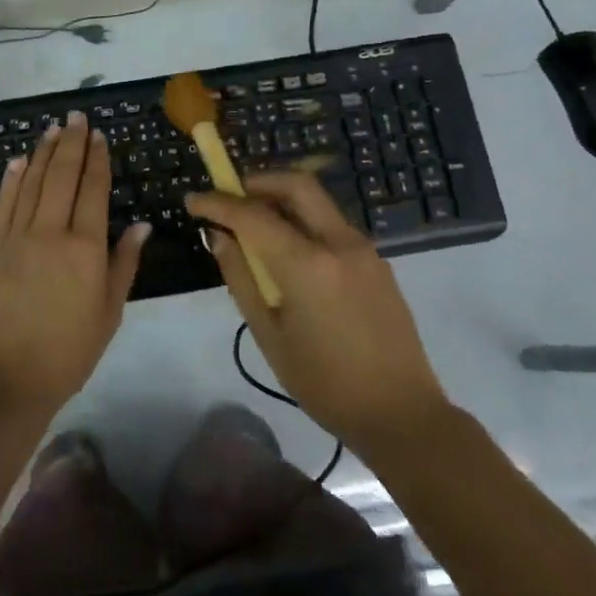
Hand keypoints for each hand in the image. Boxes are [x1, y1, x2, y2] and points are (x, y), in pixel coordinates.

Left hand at [0, 112, 150, 420]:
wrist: (8, 378)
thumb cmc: (69, 351)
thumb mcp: (110, 311)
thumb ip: (124, 263)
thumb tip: (140, 224)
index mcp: (85, 248)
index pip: (93, 190)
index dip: (97, 159)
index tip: (99, 135)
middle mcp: (50, 232)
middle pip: (61, 176)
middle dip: (70, 143)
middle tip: (76, 116)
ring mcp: (16, 237)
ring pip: (31, 184)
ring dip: (42, 153)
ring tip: (52, 129)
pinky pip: (3, 205)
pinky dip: (11, 180)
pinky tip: (17, 161)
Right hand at [187, 172, 447, 458]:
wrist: (403, 414)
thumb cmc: (326, 384)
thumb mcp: (270, 336)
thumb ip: (241, 279)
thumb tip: (219, 238)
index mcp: (308, 265)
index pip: (253, 215)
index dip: (218, 203)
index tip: (192, 201)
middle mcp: (339, 243)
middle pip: (296, 185)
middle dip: (257, 181)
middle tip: (229, 197)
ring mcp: (364, 249)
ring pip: (317, 202)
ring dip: (281, 199)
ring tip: (254, 224)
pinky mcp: (378, 262)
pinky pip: (332, 225)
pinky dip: (303, 221)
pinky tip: (289, 251)